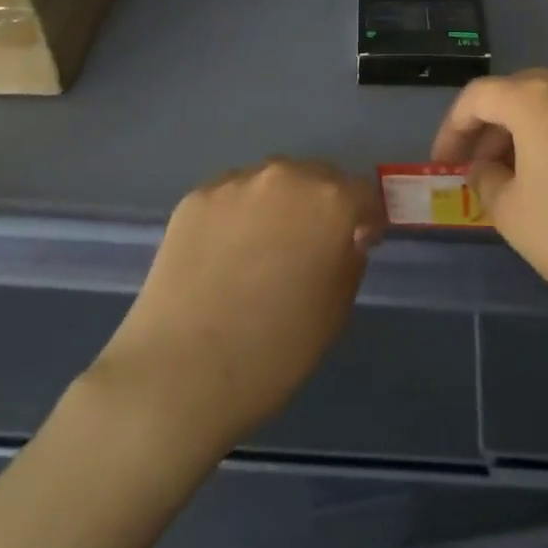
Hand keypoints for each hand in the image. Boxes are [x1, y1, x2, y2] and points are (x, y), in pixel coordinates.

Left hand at [90, 160, 380, 452]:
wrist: (181, 371)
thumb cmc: (275, 351)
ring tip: (262, 248)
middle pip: (317, 177)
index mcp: (330, 202)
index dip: (366, 219)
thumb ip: (349, 259)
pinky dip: (238, 215)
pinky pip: (231, 197)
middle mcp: (285, 176)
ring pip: (271, 182)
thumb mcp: (336, 311)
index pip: (363, 193)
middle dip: (322, 204)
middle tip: (310, 245)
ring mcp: (235, 182)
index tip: (359, 244)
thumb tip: (346, 237)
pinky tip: (225, 254)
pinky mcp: (195, 197)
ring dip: (279, 204)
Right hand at [432, 70, 547, 354]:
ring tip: (517, 182)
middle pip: (516, 95)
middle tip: (476, 172)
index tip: (442, 165)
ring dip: (524, 136)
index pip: (477, 97)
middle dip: (488, 131)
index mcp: (536, 97)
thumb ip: (486, 182)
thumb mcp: (513, 215)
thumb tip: (488, 168)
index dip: (451, 129)